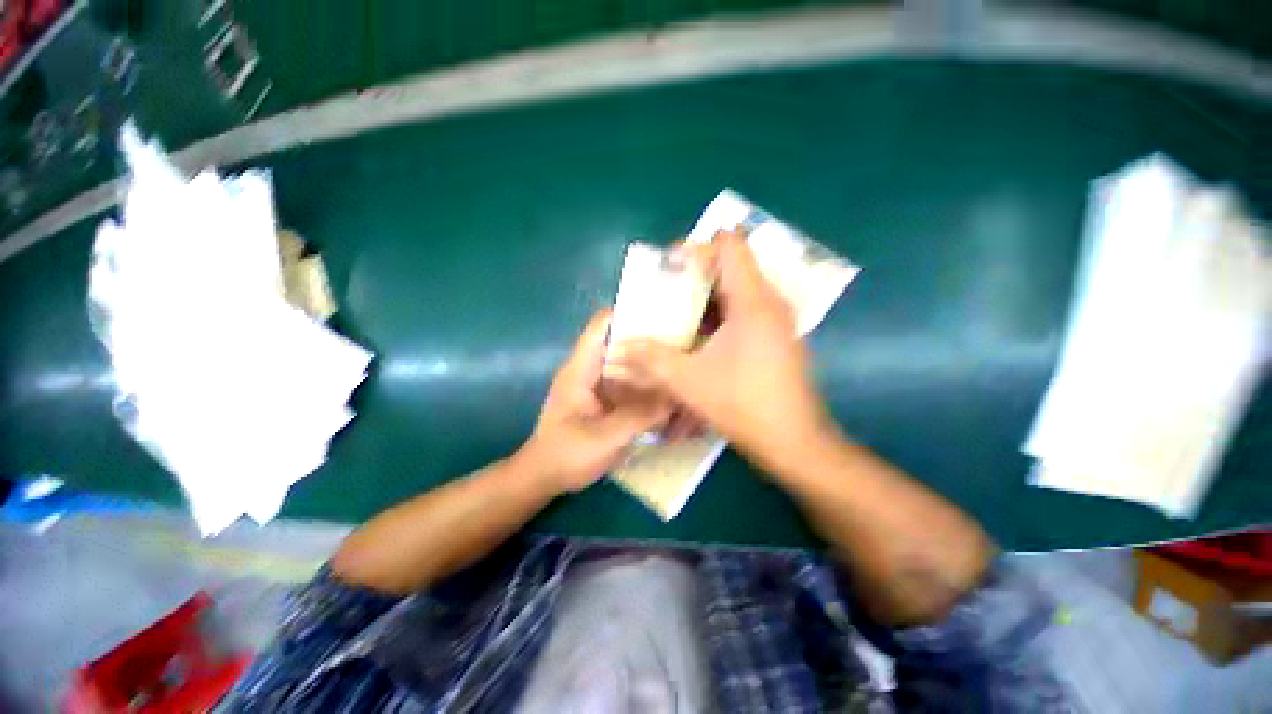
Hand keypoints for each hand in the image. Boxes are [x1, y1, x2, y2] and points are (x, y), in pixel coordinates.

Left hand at [515, 309, 670, 493]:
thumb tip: (675, 398)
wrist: (544, 478)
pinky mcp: (604, 400)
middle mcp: (590, 370)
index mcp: (581, 368)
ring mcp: (597, 385)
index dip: (628, 313)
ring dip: (649, 363)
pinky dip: (646, 384)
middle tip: (683, 341)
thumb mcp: (605, 438)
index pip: (601, 325)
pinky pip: (628, 384)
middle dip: (648, 339)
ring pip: (626, 363)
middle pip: (619, 341)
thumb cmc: (566, 455)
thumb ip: (640, 416)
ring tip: (681, 362)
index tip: (662, 313)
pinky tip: (667, 391)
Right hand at [608, 230, 832, 473]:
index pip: (729, 245)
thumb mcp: (688, 381)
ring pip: (738, 288)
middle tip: (665, 289)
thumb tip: (618, 347)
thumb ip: (650, 358)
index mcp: (753, 301)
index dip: (697, 247)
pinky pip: (744, 309)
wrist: (793, 442)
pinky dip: (719, 312)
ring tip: (675, 310)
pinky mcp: (776, 336)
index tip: (669, 266)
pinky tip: (698, 334)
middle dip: (695, 272)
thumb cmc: (743, 405)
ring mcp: (776, 320)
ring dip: (706, 294)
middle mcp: (769, 302)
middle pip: (732, 265)